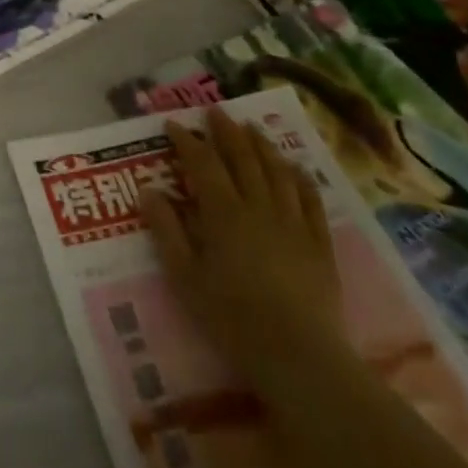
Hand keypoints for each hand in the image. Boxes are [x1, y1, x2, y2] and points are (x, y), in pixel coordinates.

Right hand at [141, 108, 343, 388]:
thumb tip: (148, 190)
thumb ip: (166, 230)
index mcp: (223, 212)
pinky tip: (295, 167)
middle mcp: (258, 206)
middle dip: (226, 131)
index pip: (202, 163)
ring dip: (262, 145)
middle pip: (242, 158)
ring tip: (251, 127)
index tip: (173, 124)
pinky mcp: (319, 244)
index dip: (187, 140)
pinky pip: (310, 200)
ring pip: (277, 171)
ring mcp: (293, 223)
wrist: (300, 356)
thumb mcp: (185, 277)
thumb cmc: (232, 318)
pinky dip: (300, 178)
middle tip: (214, 111)